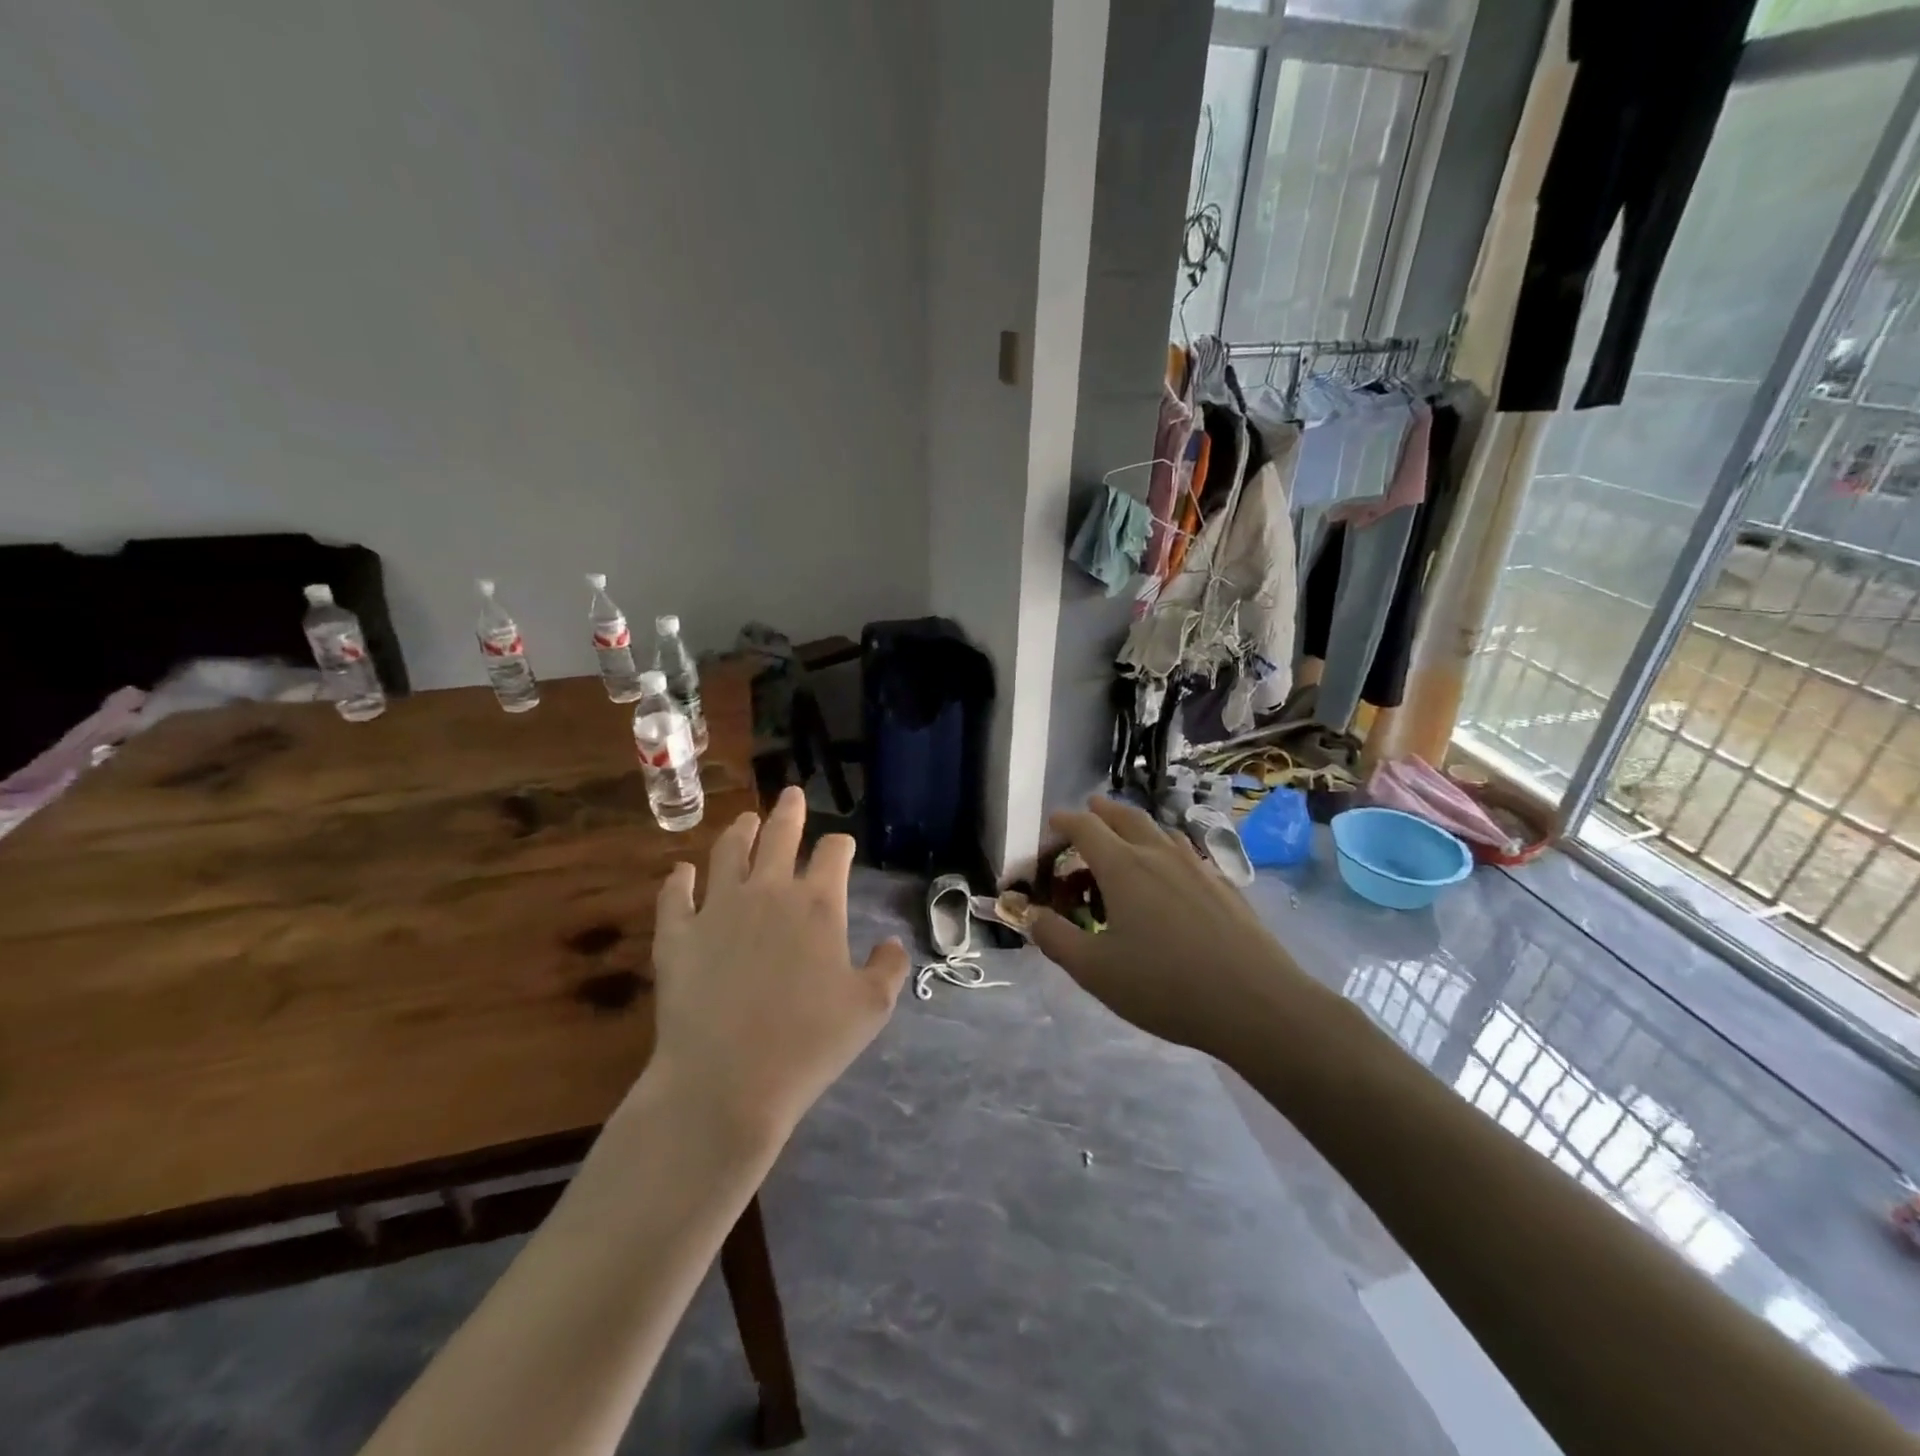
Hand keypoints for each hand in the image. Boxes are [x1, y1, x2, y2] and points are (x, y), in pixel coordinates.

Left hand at [643, 786, 909, 1147]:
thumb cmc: (809, 1044)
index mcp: (818, 904)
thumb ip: (889, 968)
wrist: (727, 1081)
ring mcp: (717, 908)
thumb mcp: (870, 1009)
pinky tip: (681, 871)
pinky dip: (679, 879)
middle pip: (780, 835)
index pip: (834, 854)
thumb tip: (891, 944)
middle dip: (790, 811)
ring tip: (746, 821)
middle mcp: (768, 892)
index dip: (841, 845)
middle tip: (792, 793)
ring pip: (728, 852)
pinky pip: (675, 895)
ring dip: (739, 832)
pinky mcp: (677, 934)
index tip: (842, 845)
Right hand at [1030, 797, 1305, 1061]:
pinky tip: (1168, 876)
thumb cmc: (1164, 986)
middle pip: (1124, 815)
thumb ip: (1055, 938)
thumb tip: (1031, 916)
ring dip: (1133, 827)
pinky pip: (1183, 851)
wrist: (1256, 1002)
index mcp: (1122, 866)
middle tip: (1086, 818)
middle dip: (1099, 812)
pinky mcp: (1222, 884)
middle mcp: (1157, 853)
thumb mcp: (1094, 971)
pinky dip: (1163, 849)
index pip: (1084, 826)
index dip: (1062, 823)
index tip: (1050, 831)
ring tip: (1124, 842)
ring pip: (1158, 829)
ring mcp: (1195, 865)